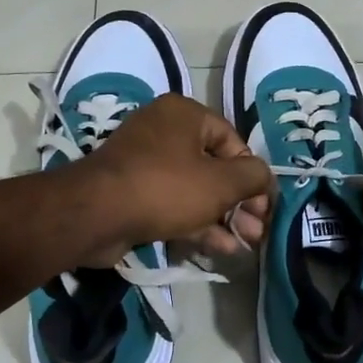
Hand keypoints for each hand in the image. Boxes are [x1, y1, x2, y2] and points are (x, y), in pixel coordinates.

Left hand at [79, 95, 272, 261]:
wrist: (96, 215)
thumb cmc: (166, 188)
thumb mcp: (221, 182)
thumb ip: (253, 177)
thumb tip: (265, 178)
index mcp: (184, 114)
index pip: (233, 141)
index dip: (253, 175)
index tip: (264, 206)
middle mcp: (164, 131)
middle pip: (215, 167)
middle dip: (240, 202)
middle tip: (257, 230)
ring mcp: (145, 163)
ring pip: (195, 189)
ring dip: (223, 217)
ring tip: (245, 244)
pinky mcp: (133, 193)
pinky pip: (173, 204)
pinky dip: (197, 223)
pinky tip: (221, 248)